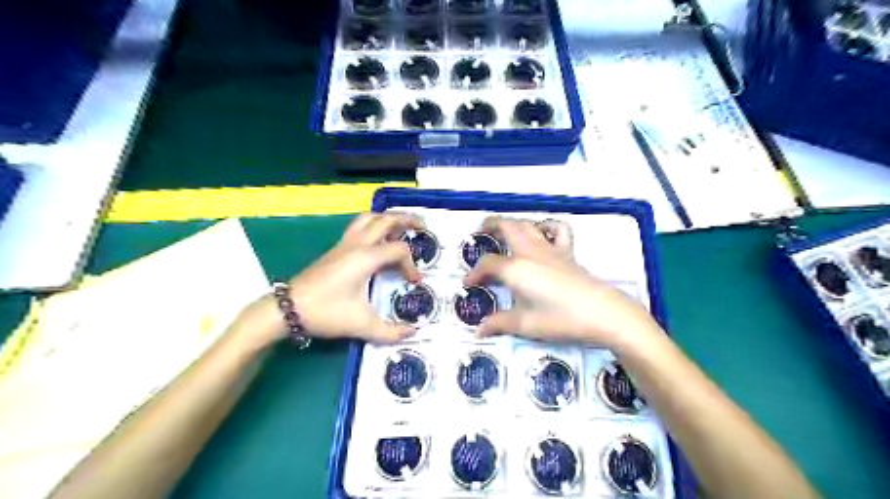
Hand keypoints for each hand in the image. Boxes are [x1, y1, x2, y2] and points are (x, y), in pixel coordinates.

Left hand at [284, 212, 420, 343]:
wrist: (288, 309)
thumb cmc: (326, 312)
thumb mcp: (361, 325)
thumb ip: (390, 331)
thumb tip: (412, 333)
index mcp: (366, 257)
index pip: (399, 250)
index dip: (411, 265)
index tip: (414, 283)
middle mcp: (357, 244)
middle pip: (385, 219)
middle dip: (406, 219)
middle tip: (422, 226)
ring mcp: (344, 244)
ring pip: (369, 218)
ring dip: (387, 219)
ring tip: (400, 227)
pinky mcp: (335, 249)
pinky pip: (358, 227)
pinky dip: (373, 226)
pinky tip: (377, 240)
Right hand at [467, 219, 658, 350]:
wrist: (600, 313)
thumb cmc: (559, 319)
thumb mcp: (525, 324)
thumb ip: (500, 323)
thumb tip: (480, 330)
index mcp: (515, 268)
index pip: (487, 264)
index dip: (475, 273)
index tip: (468, 284)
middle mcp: (529, 252)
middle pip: (506, 227)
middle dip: (490, 225)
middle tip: (480, 232)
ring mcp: (550, 249)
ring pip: (528, 225)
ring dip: (513, 223)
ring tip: (504, 229)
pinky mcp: (567, 252)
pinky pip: (557, 230)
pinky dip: (547, 226)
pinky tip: (542, 233)